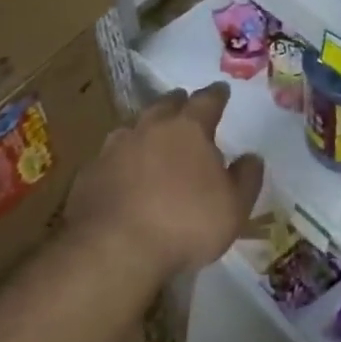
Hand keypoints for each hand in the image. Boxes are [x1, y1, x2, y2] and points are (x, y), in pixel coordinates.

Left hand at [66, 84, 264, 278]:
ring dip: (145, 129)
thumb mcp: (234, 207)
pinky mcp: (89, 173)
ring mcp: (115, 148)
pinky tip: (122, 175)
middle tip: (185, 107)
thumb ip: (246, 178)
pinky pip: (109, 157)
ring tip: (151, 139)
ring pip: (134, 126)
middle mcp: (150, 127)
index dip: (217, 94)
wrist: (112, 250)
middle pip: (166, 104)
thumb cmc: (185, 224)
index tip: (222, 90)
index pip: (207, 100)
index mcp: (189, 128)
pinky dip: (120, 160)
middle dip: (178, 103)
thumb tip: (252, 157)